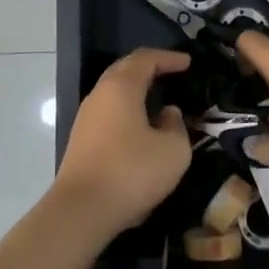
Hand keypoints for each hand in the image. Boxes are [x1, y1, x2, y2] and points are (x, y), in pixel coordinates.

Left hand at [53, 48, 193, 236]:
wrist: (81, 211)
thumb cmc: (131, 172)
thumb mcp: (172, 151)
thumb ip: (176, 126)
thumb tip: (167, 114)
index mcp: (121, 87)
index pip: (145, 59)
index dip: (168, 58)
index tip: (188, 63)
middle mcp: (100, 94)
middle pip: (125, 69)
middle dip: (149, 67)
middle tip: (171, 72)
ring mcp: (86, 117)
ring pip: (114, 92)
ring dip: (136, 90)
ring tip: (158, 99)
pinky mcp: (81, 139)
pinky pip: (108, 112)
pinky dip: (126, 109)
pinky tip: (139, 126)